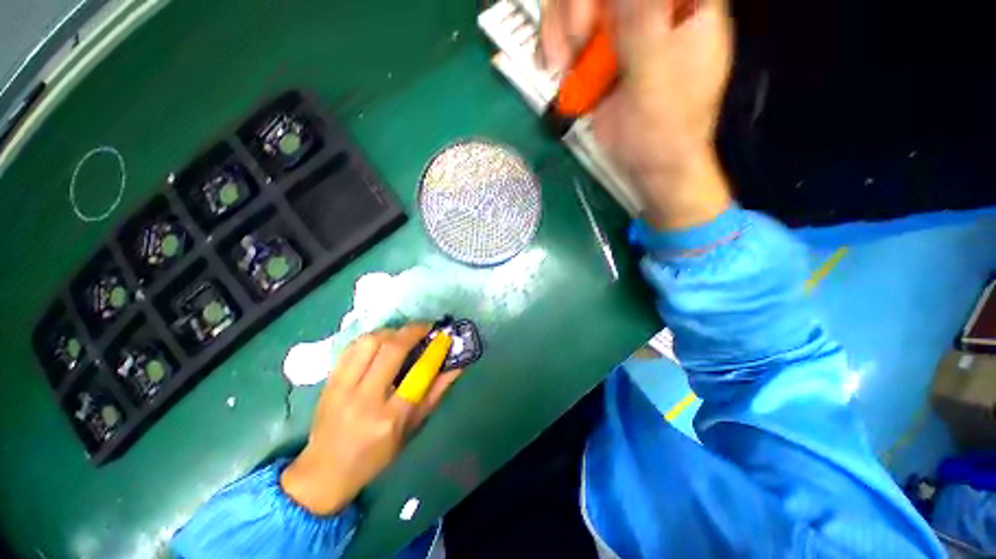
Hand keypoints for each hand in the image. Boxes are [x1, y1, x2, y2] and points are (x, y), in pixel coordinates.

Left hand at [280, 324, 461, 514]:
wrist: (325, 471)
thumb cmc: (376, 455)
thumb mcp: (412, 429)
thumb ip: (435, 393)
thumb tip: (456, 366)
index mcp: (390, 417)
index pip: (419, 373)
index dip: (436, 350)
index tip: (445, 336)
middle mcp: (364, 398)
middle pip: (391, 349)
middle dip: (413, 330)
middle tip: (426, 327)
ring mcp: (342, 388)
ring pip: (369, 341)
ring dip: (391, 331)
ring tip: (403, 335)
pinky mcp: (328, 381)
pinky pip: (351, 347)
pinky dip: (371, 338)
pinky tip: (381, 342)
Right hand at [541, 0, 733, 229]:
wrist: (647, 163)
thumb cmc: (665, 127)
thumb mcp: (657, 76)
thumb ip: (643, 23)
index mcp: (684, 3)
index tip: (598, 17)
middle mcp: (651, 6)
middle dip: (579, 6)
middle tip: (577, 41)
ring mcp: (622, 27)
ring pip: (579, 2)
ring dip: (560, 28)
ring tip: (563, 65)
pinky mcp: (599, 52)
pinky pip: (568, 30)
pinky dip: (555, 46)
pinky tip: (558, 67)